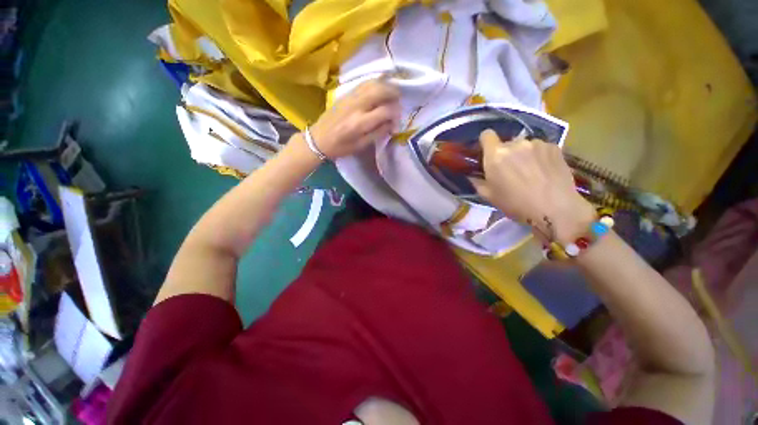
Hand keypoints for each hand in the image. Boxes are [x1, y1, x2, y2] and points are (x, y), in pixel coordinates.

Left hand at [308, 80, 400, 158]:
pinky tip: (380, 88)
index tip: (397, 118)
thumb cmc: (341, 147)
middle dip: (394, 93)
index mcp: (360, 123)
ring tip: (392, 93)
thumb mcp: (361, 145)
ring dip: (386, 85)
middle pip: (380, 90)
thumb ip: (378, 133)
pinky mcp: (346, 94)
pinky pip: (364, 83)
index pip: (385, 110)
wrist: (319, 139)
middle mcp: (356, 106)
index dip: (395, 113)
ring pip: (373, 83)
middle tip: (399, 100)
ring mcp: (350, 97)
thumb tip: (392, 123)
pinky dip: (375, 83)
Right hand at [471, 130, 595, 243]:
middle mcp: (515, 144)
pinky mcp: (554, 147)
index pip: (486, 135)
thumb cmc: (516, 204)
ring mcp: (537, 143)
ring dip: (523, 155)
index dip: (485, 143)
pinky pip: (540, 148)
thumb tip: (474, 175)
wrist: (555, 209)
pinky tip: (544, 171)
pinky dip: (539, 156)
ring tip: (531, 172)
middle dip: (506, 154)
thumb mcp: (489, 196)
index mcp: (496, 155)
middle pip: (506, 143)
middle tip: (511, 170)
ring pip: (524, 146)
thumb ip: (478, 182)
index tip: (488, 154)